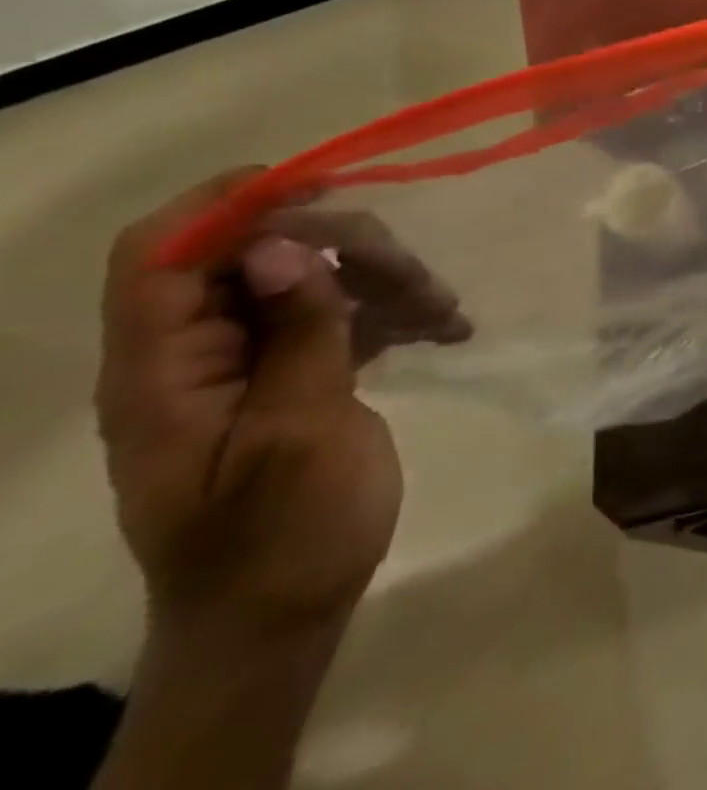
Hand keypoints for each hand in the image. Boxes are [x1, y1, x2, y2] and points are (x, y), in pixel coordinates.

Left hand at [95, 174, 438, 637]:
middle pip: (258, 256)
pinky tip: (444, 326)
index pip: (163, 255)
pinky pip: (337, 314)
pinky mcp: (292, 375)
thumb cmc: (282, 537)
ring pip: (310, 279)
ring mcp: (246, 365)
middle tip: (418, 278)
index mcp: (164, 371)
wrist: (280, 621)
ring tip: (445, 310)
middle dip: (345, 250)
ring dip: (381, 279)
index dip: (228, 203)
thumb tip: (289, 244)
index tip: (323, 185)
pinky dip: (389, 310)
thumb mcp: (299, 433)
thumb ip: (297, 335)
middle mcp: (194, 355)